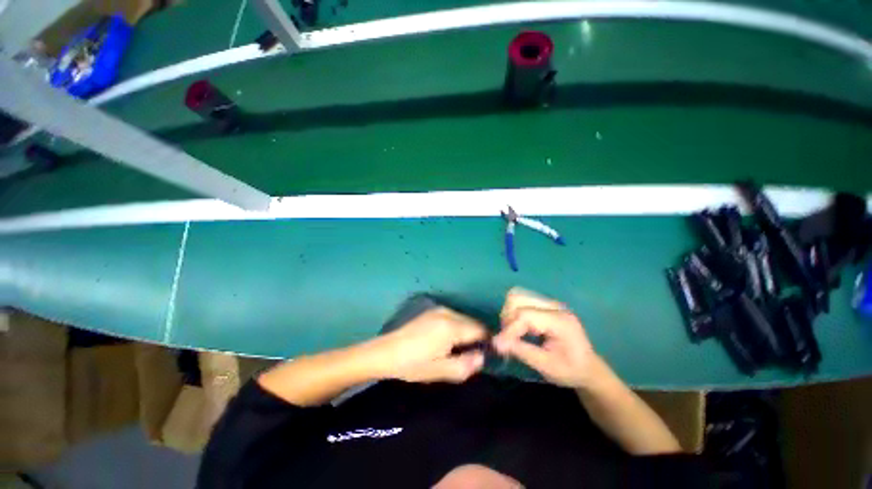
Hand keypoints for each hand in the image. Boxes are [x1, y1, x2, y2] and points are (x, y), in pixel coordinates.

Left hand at [373, 307, 487, 382]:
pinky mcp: (432, 311)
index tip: (486, 355)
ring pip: (463, 319)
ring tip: (457, 349)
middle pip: (472, 323)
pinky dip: (456, 327)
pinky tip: (446, 340)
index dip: (487, 342)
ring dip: (466, 332)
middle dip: (476, 337)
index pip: (480, 330)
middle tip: (469, 356)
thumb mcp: (440, 371)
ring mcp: (439, 309)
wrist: (387, 352)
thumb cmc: (414, 364)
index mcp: (451, 326)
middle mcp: (448, 313)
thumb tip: (482, 357)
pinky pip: (453, 317)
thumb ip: (465, 365)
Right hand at [493, 288, 602, 388]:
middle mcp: (554, 306)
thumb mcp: (547, 366)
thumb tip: (496, 343)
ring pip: (517, 296)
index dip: (509, 329)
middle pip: (518, 298)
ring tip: (513, 332)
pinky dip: (514, 312)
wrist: (588, 368)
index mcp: (560, 320)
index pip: (525, 315)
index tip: (499, 345)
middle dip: (508, 317)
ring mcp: (549, 303)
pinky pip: (521, 301)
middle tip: (508, 337)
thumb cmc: (571, 370)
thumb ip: (521, 351)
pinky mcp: (544, 305)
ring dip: (509, 313)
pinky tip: (519, 328)